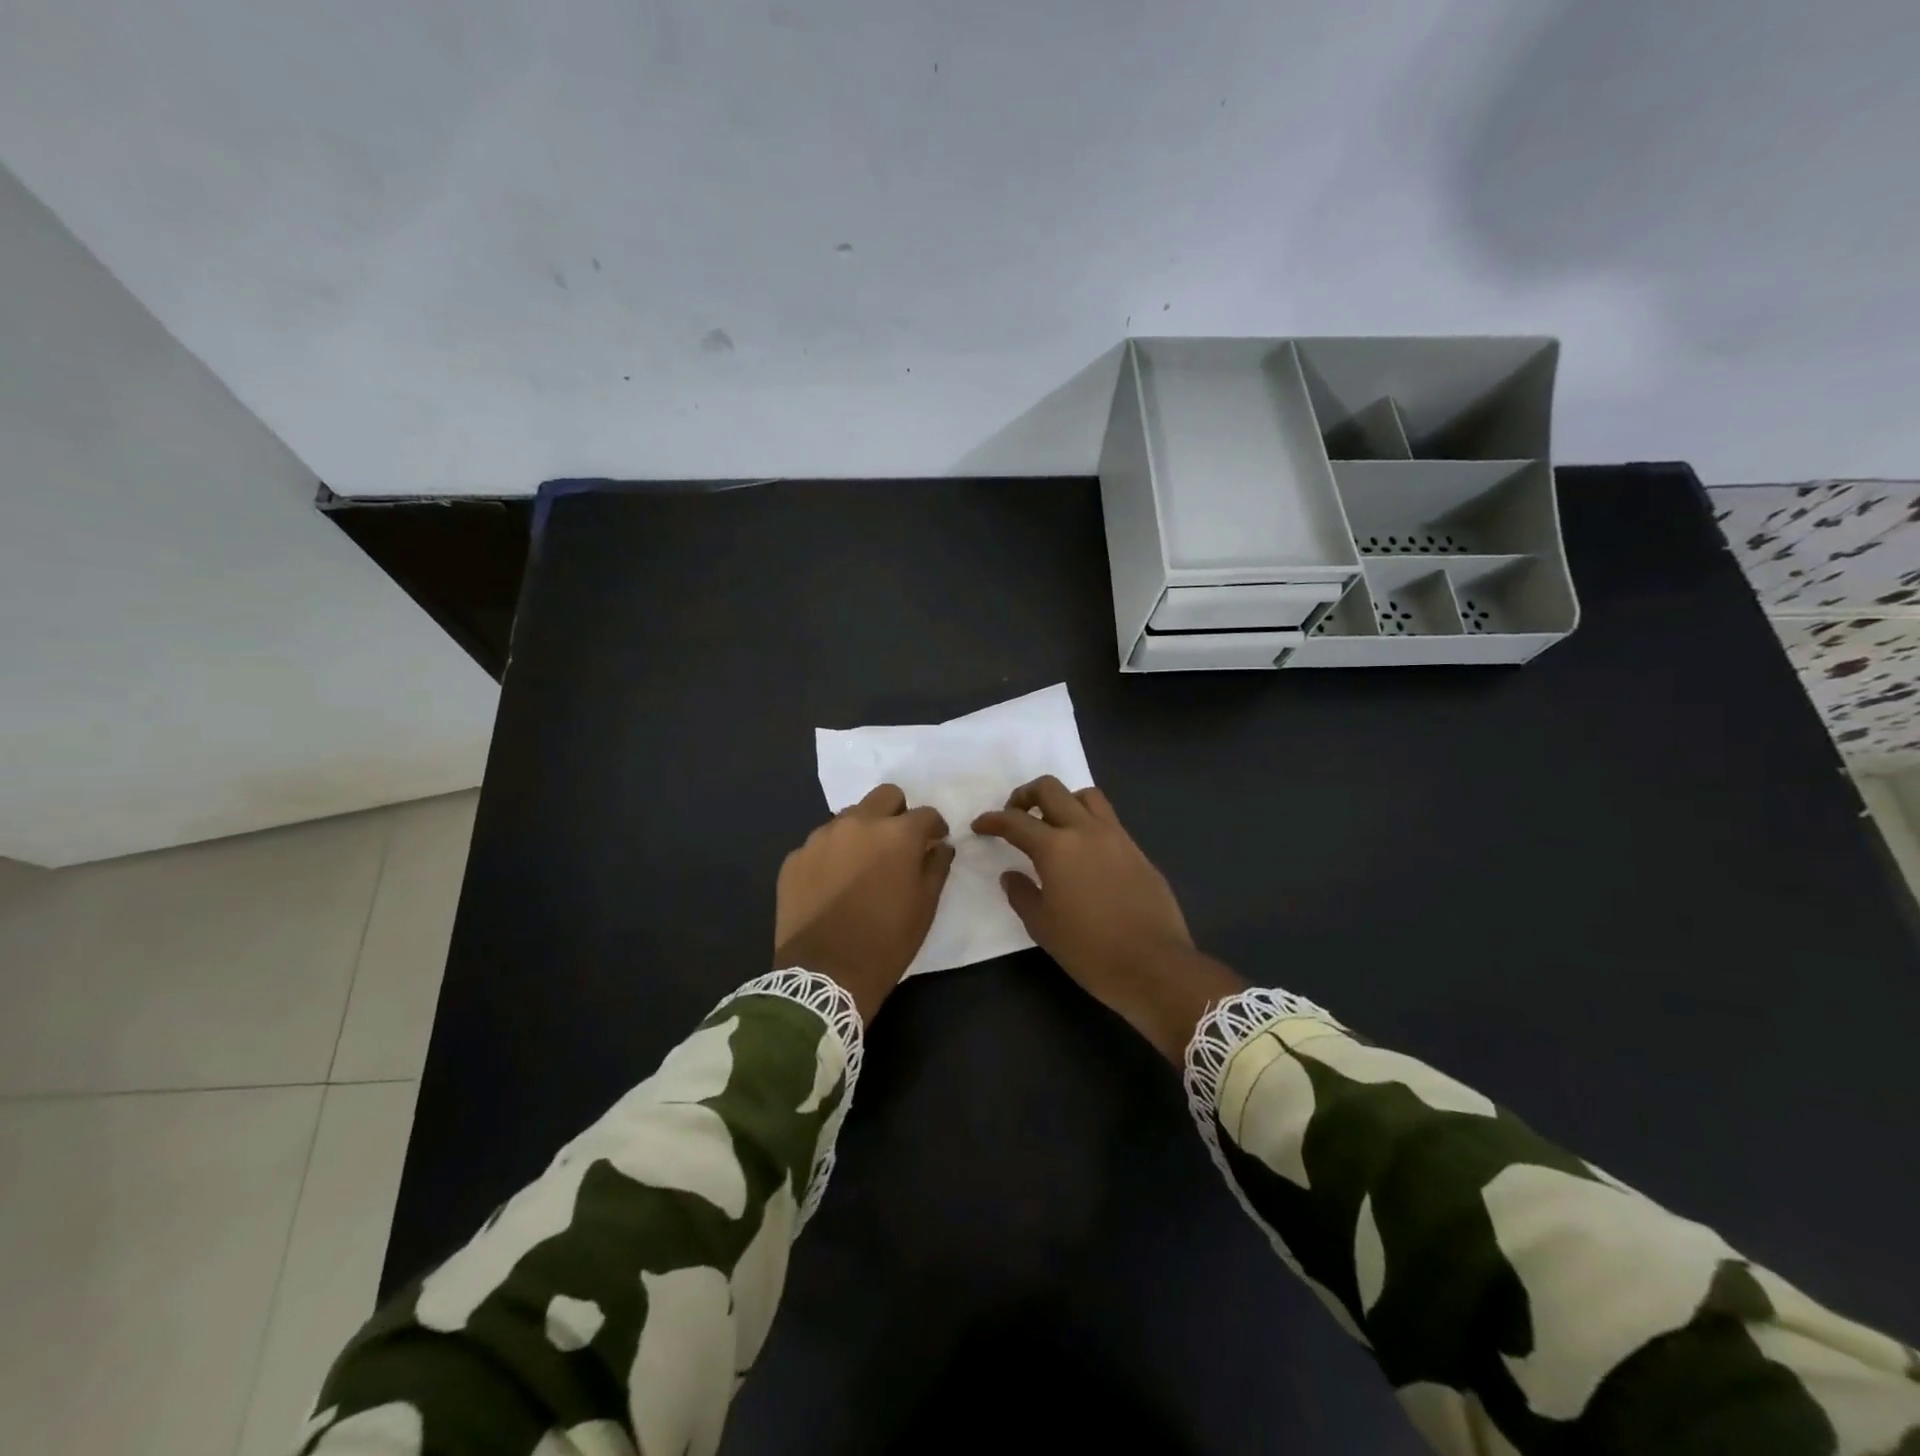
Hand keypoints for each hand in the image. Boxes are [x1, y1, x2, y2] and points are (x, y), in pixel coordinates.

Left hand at [775, 784, 955, 1022]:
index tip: (934, 842)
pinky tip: (833, 884)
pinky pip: (821, 844)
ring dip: (862, 832)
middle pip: (885, 796)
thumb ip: (936, 867)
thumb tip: (939, 846)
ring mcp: (821, 838)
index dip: (934, 827)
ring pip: (849, 817)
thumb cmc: (886, 941)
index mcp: (896, 834)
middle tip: (898, 843)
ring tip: (862, 865)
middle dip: (897, 813)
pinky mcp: (795, 857)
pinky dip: (832, 855)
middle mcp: (858, 823)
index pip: (925, 813)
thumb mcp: (925, 907)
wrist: (824, 974)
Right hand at [973, 777, 1243, 1062]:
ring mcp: (1116, 837)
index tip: (980, 825)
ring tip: (1053, 824)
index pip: (1015, 822)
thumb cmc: (1089, 950)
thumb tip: (1011, 875)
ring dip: (1063, 801)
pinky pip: (1108, 820)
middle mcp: (1085, 830)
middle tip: (1015, 815)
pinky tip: (1084, 851)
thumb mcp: (1043, 927)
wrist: (1154, 965)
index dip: (993, 820)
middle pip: (1051, 789)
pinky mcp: (1137, 850)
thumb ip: (1022, 894)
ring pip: (1085, 796)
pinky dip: (1088, 822)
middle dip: (1025, 795)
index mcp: (1056, 848)